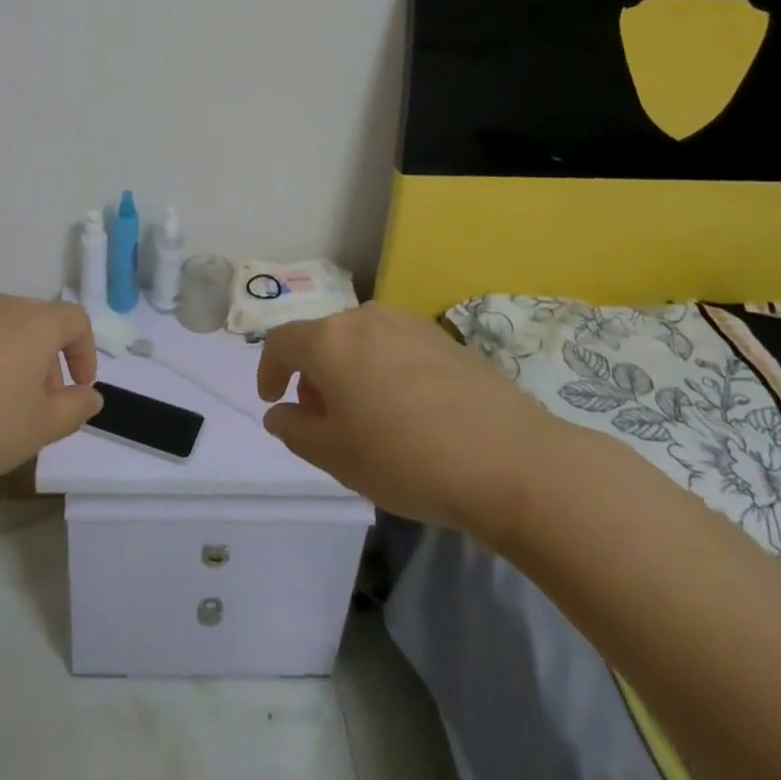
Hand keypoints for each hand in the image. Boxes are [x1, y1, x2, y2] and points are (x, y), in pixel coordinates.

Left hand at [0, 293, 101, 496]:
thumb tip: (89, 395)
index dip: (84, 351)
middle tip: (41, 404)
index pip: (75, 320)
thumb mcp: (39, 428)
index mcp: (34, 322)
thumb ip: (74, 409)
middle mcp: (0, 307)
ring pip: (2, 330)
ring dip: (14, 360)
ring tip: (0, 406)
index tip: (78, 388)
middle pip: (38, 322)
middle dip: (48, 360)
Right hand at [257, 302, 557, 534]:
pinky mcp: (447, 339)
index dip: (269, 370)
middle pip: (323, 338)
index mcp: (330, 339)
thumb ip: (295, 429)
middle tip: (322, 419)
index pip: (281, 342)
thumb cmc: (406, 459)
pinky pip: (398, 348)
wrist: (512, 460)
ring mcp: (411, 324)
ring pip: (361, 341)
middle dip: (313, 375)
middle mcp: (366, 318)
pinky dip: (385, 371)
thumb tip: (280, 411)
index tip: (273, 401)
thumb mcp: (335, 456)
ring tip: (366, 416)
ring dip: (349, 371)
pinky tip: (409, 412)